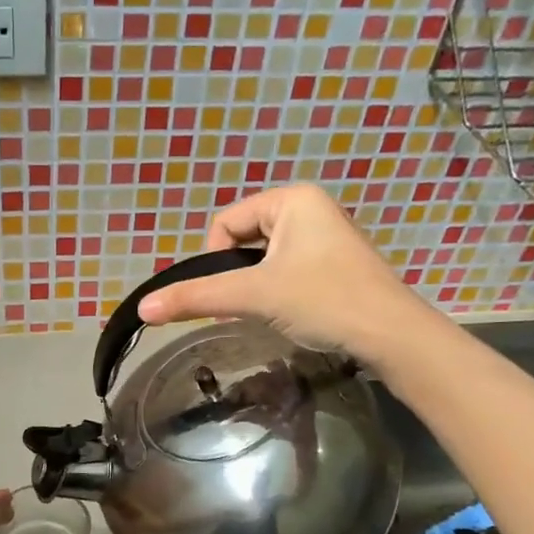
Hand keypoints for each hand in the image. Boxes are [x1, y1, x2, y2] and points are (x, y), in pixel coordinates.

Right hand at [136, 183, 418, 360]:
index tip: (231, 295)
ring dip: (257, 288)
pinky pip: (287, 270)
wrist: (390, 335)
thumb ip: (197, 298)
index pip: (225, 224)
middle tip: (250, 307)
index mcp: (292, 198)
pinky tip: (293, 314)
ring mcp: (325, 236)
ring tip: (273, 312)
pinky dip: (279, 292)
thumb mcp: (254, 296)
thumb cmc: (323, 301)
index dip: (216, 261)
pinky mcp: (334, 264)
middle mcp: (309, 208)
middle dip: (238, 277)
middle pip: (243, 240)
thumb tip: (143, 307)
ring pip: (264, 259)